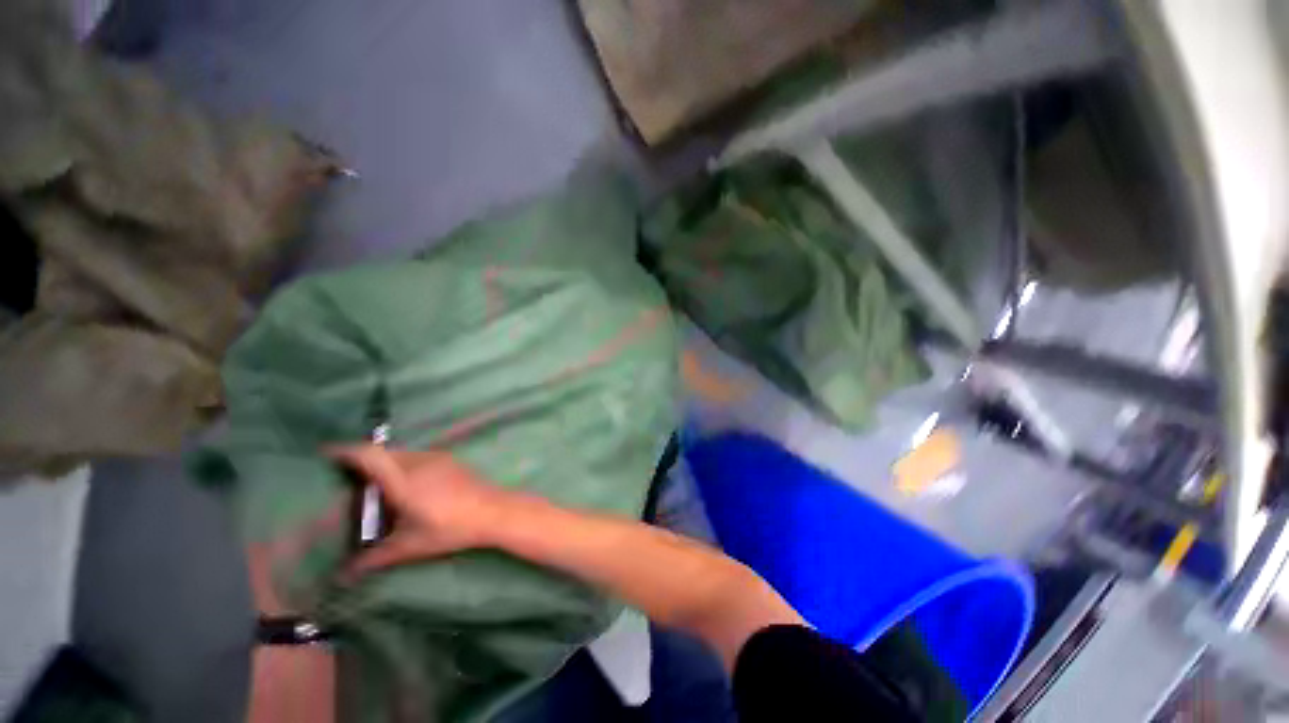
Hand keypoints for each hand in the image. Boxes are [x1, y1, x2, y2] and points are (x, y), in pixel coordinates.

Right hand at [326, 445, 509, 578]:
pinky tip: (403, 486)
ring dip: (384, 463)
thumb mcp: (410, 546)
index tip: (325, 454)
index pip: (370, 455)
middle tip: (346, 480)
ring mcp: (437, 458)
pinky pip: (416, 456)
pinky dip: (402, 465)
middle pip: (383, 453)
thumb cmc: (450, 529)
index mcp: (404, 480)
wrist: (494, 511)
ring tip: (373, 485)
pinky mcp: (449, 459)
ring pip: (401, 453)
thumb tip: (343, 576)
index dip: (346, 451)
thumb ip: (374, 559)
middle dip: (362, 461)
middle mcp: (419, 462)